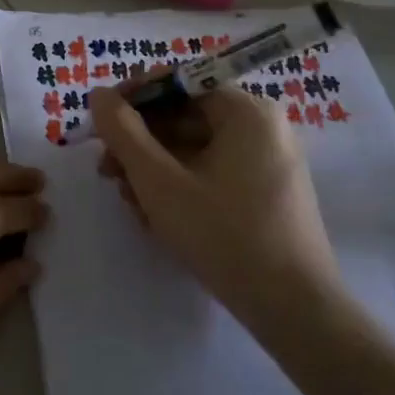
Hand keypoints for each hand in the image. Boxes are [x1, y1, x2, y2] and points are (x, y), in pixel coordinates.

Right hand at [88, 85, 341, 336]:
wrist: (295, 311)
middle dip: (140, 143)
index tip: (99, 123)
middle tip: (107, 172)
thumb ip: (123, 132)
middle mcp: (263, 127)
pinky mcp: (267, 193)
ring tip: (130, 202)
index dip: (132, 98)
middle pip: (184, 117)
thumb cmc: (224, 235)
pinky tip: (157, 216)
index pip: (178, 83)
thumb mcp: (159, 181)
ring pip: (195, 148)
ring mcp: (269, 161)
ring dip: (154, 168)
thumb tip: (100, 95)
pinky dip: (180, 185)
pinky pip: (213, 172)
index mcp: (246, 111)